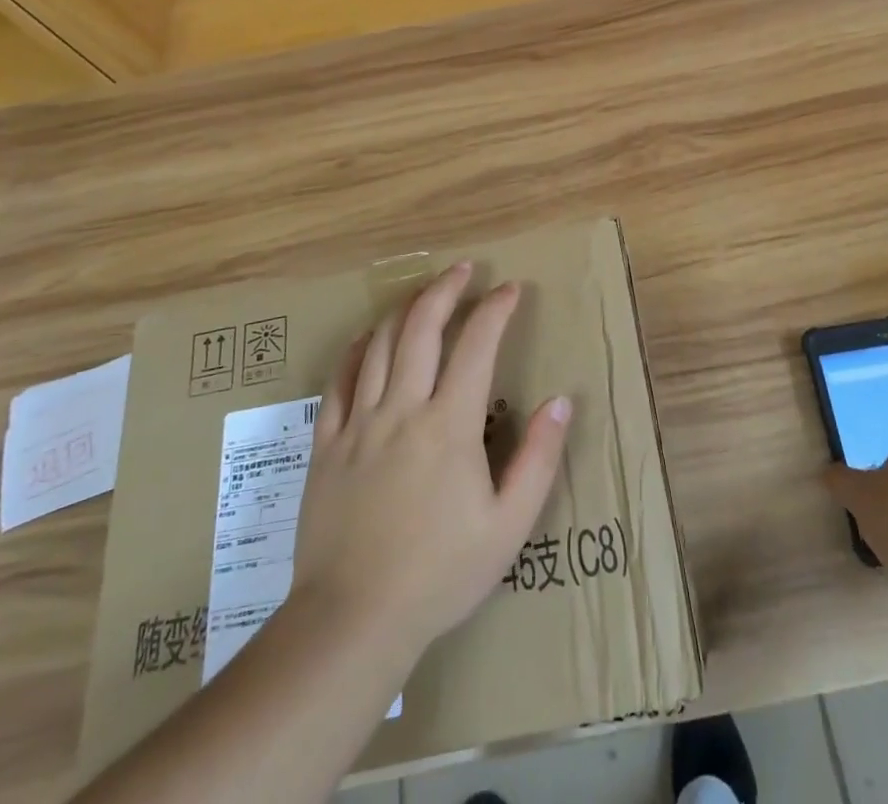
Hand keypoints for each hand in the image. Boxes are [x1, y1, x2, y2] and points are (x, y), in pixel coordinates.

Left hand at [290, 263, 572, 654]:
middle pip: (422, 327)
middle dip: (446, 288)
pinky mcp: (326, 445)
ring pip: (378, 344)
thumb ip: (539, 458)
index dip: (496, 309)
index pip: (477, 345)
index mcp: (449, 425)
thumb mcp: (509, 525)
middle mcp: (403, 409)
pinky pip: (338, 381)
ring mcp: (359, 423)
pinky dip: (355, 349)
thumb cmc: (440, 573)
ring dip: (404, 309)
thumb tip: (560, 400)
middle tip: (464, 268)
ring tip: (422, 292)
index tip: (511, 288)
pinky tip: (366, 337)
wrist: (353, 620)